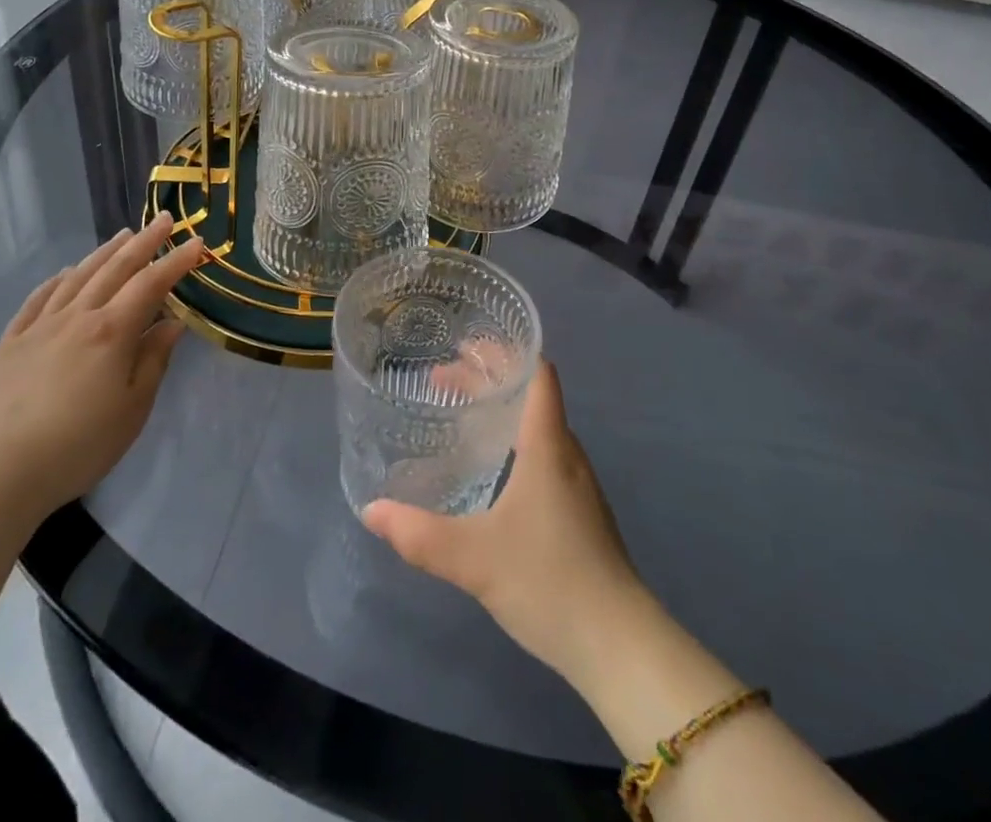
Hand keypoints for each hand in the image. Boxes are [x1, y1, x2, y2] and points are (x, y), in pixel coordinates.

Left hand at [0, 212, 206, 521]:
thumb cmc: (79, 444)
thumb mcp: (133, 408)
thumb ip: (154, 360)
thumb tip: (173, 323)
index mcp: (112, 331)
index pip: (151, 284)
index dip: (177, 261)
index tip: (197, 242)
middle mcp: (77, 317)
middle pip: (115, 269)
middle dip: (144, 242)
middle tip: (164, 219)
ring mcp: (40, 327)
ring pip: (77, 277)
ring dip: (104, 253)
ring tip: (123, 235)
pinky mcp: (11, 344)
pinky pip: (37, 300)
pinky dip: (56, 280)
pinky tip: (64, 273)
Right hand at [362, 363, 646, 686]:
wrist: (619, 645)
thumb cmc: (549, 580)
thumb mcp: (474, 558)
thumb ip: (419, 534)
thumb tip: (371, 510)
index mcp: (547, 444)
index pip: (537, 373)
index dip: (504, 351)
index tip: (464, 345)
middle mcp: (566, 453)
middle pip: (530, 394)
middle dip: (487, 380)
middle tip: (441, 380)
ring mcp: (577, 484)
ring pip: (537, 426)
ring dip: (501, 411)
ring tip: (461, 415)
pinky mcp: (579, 512)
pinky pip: (543, 454)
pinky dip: (513, 441)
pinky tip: (492, 470)